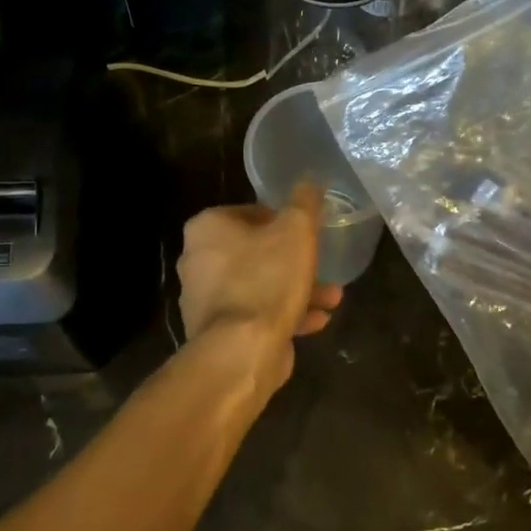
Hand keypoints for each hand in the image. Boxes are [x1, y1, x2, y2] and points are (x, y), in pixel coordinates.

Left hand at [177, 183, 343, 399]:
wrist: (242, 350)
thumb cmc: (267, 279)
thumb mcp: (296, 230)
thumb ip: (304, 202)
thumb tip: (309, 180)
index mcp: (207, 228)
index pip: (250, 212)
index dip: (282, 221)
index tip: (306, 234)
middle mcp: (197, 261)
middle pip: (255, 252)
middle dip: (294, 261)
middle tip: (321, 265)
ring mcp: (205, 300)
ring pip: (259, 286)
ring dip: (297, 290)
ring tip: (332, 298)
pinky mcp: (217, 333)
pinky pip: (256, 315)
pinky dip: (285, 315)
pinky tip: (317, 322)